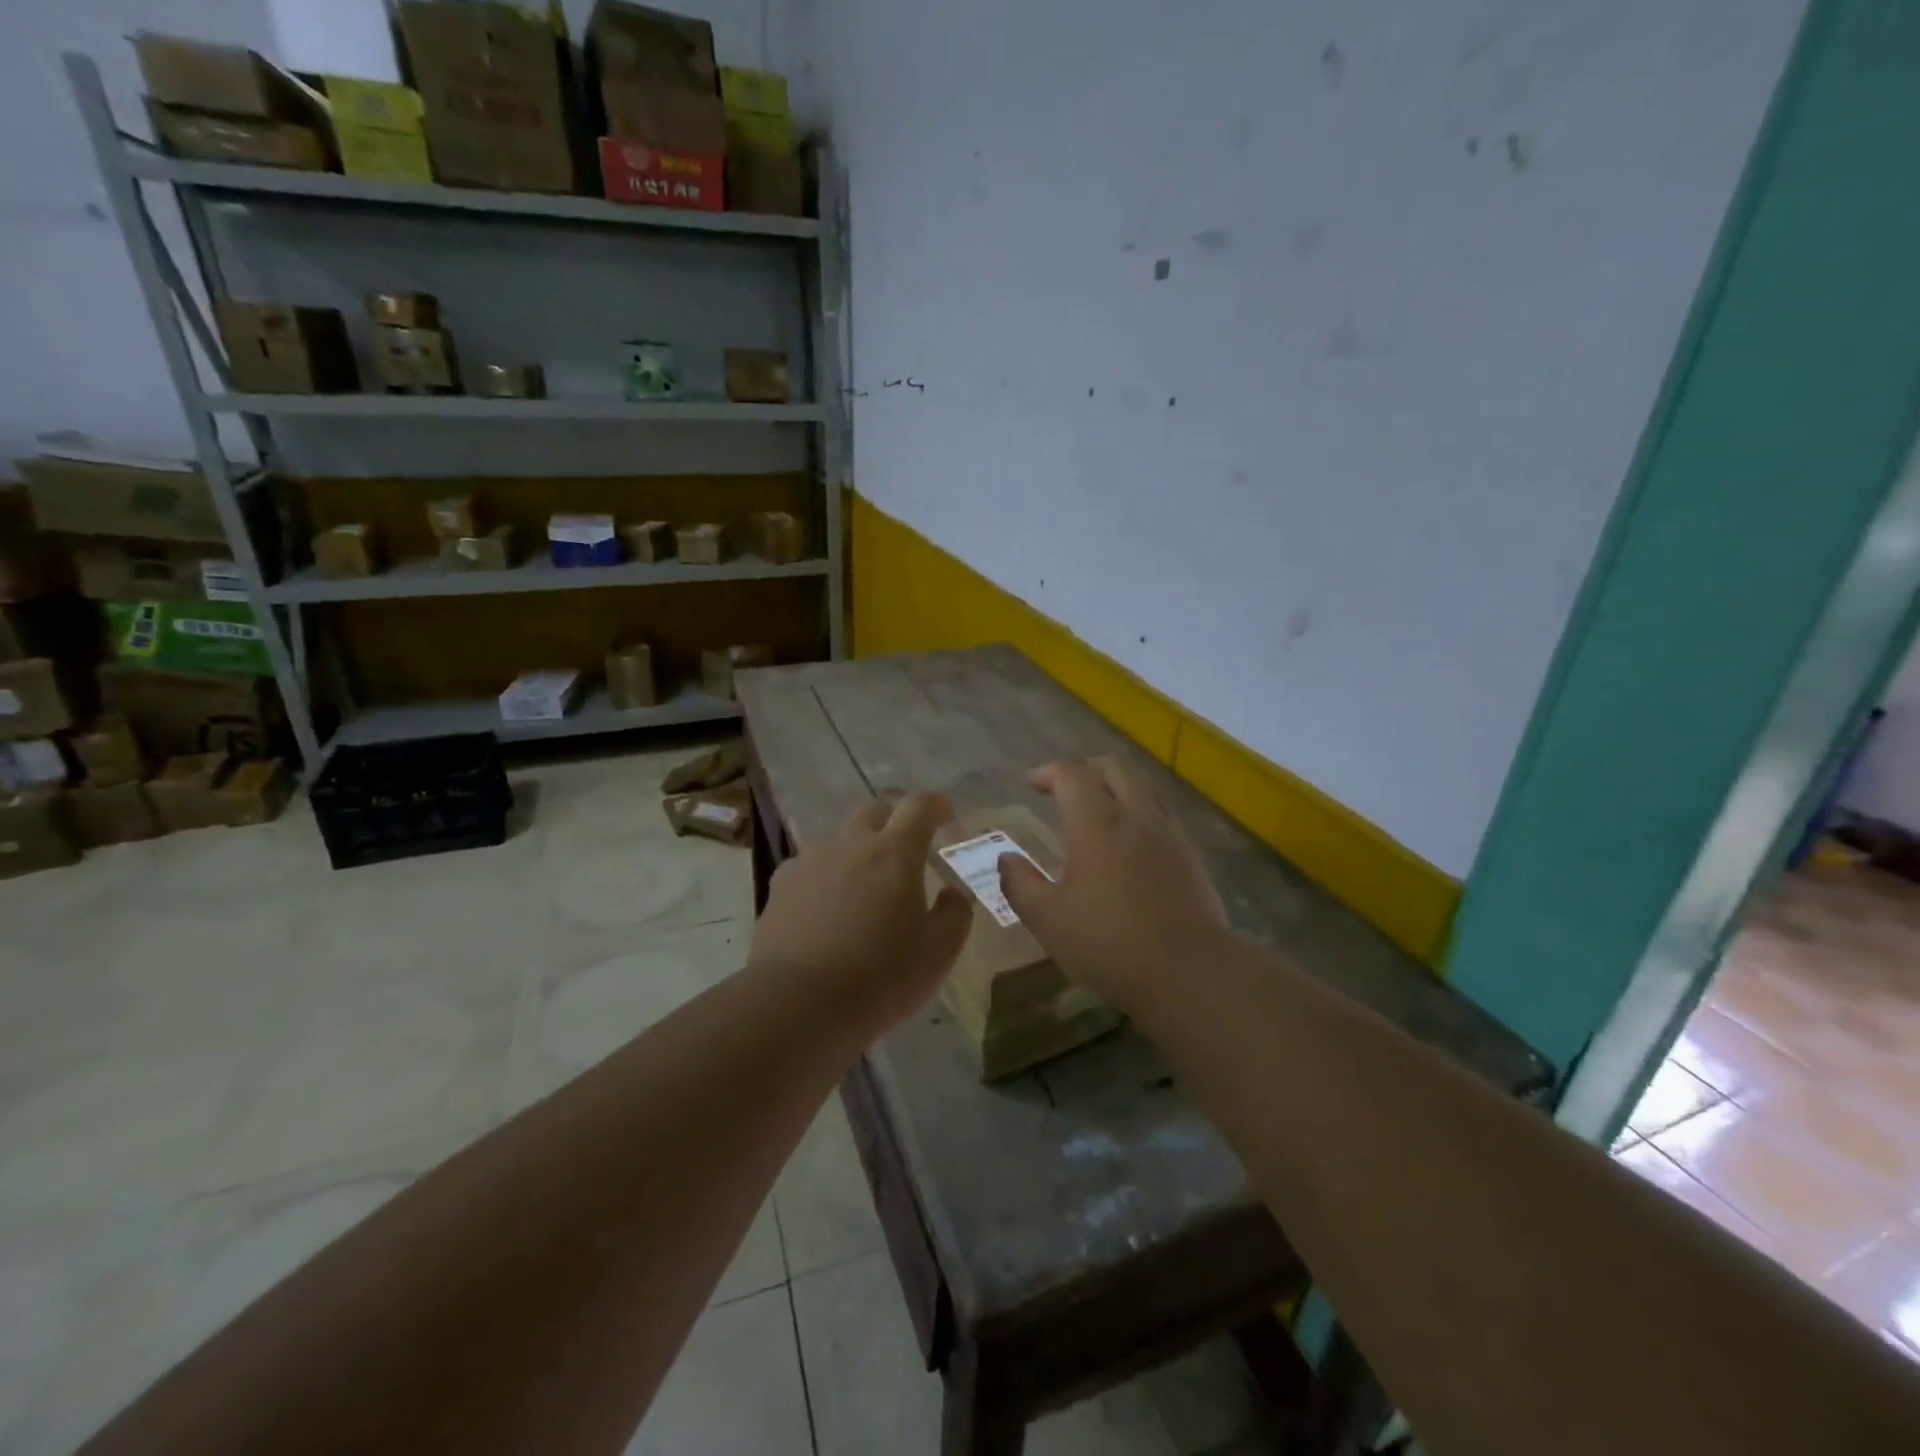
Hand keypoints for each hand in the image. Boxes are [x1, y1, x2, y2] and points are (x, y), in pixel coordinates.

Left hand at [747, 792, 972, 1040]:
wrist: (797, 1005)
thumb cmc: (880, 977)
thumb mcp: (939, 952)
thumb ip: (955, 913)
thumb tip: (952, 893)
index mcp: (894, 852)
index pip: (919, 806)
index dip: (935, 804)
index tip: (945, 815)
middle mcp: (850, 845)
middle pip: (875, 811)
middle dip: (895, 820)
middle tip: (907, 849)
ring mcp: (809, 862)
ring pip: (840, 841)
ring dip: (858, 852)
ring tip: (865, 888)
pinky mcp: (780, 887)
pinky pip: (810, 869)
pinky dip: (826, 878)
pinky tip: (827, 911)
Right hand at [998, 759, 1231, 1011]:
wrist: (1188, 971)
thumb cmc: (1108, 942)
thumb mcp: (1047, 919)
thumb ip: (1020, 884)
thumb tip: (1005, 859)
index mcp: (1097, 823)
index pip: (1072, 775)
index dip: (1048, 772)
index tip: (1031, 784)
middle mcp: (1136, 816)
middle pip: (1114, 770)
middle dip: (1085, 771)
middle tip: (1065, 790)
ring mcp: (1169, 834)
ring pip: (1144, 788)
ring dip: (1117, 787)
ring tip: (1100, 809)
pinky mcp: (1190, 856)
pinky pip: (1162, 815)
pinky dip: (1140, 811)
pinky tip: (1131, 842)